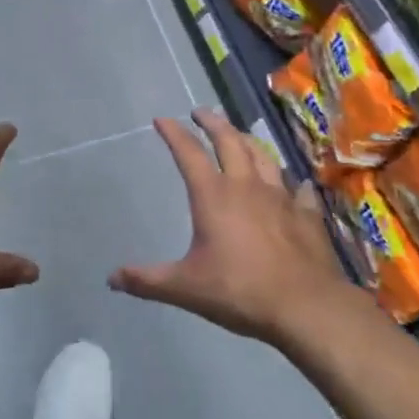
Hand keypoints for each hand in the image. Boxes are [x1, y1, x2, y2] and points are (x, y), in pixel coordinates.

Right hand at [110, 110, 349, 346]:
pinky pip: (300, 190)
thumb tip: (112, 278)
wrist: (305, 306)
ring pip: (263, 156)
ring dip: (249, 141)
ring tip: (240, 135)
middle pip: (229, 140)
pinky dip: (294, 183)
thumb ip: (148, 280)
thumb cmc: (239, 291)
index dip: (174, 133)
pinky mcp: (307, 214)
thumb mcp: (185, 288)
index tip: (163, 119)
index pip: (189, 152)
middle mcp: (246, 185)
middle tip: (201, 112)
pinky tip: (296, 184)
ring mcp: (281, 196)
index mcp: (213, 195)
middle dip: (212, 122)